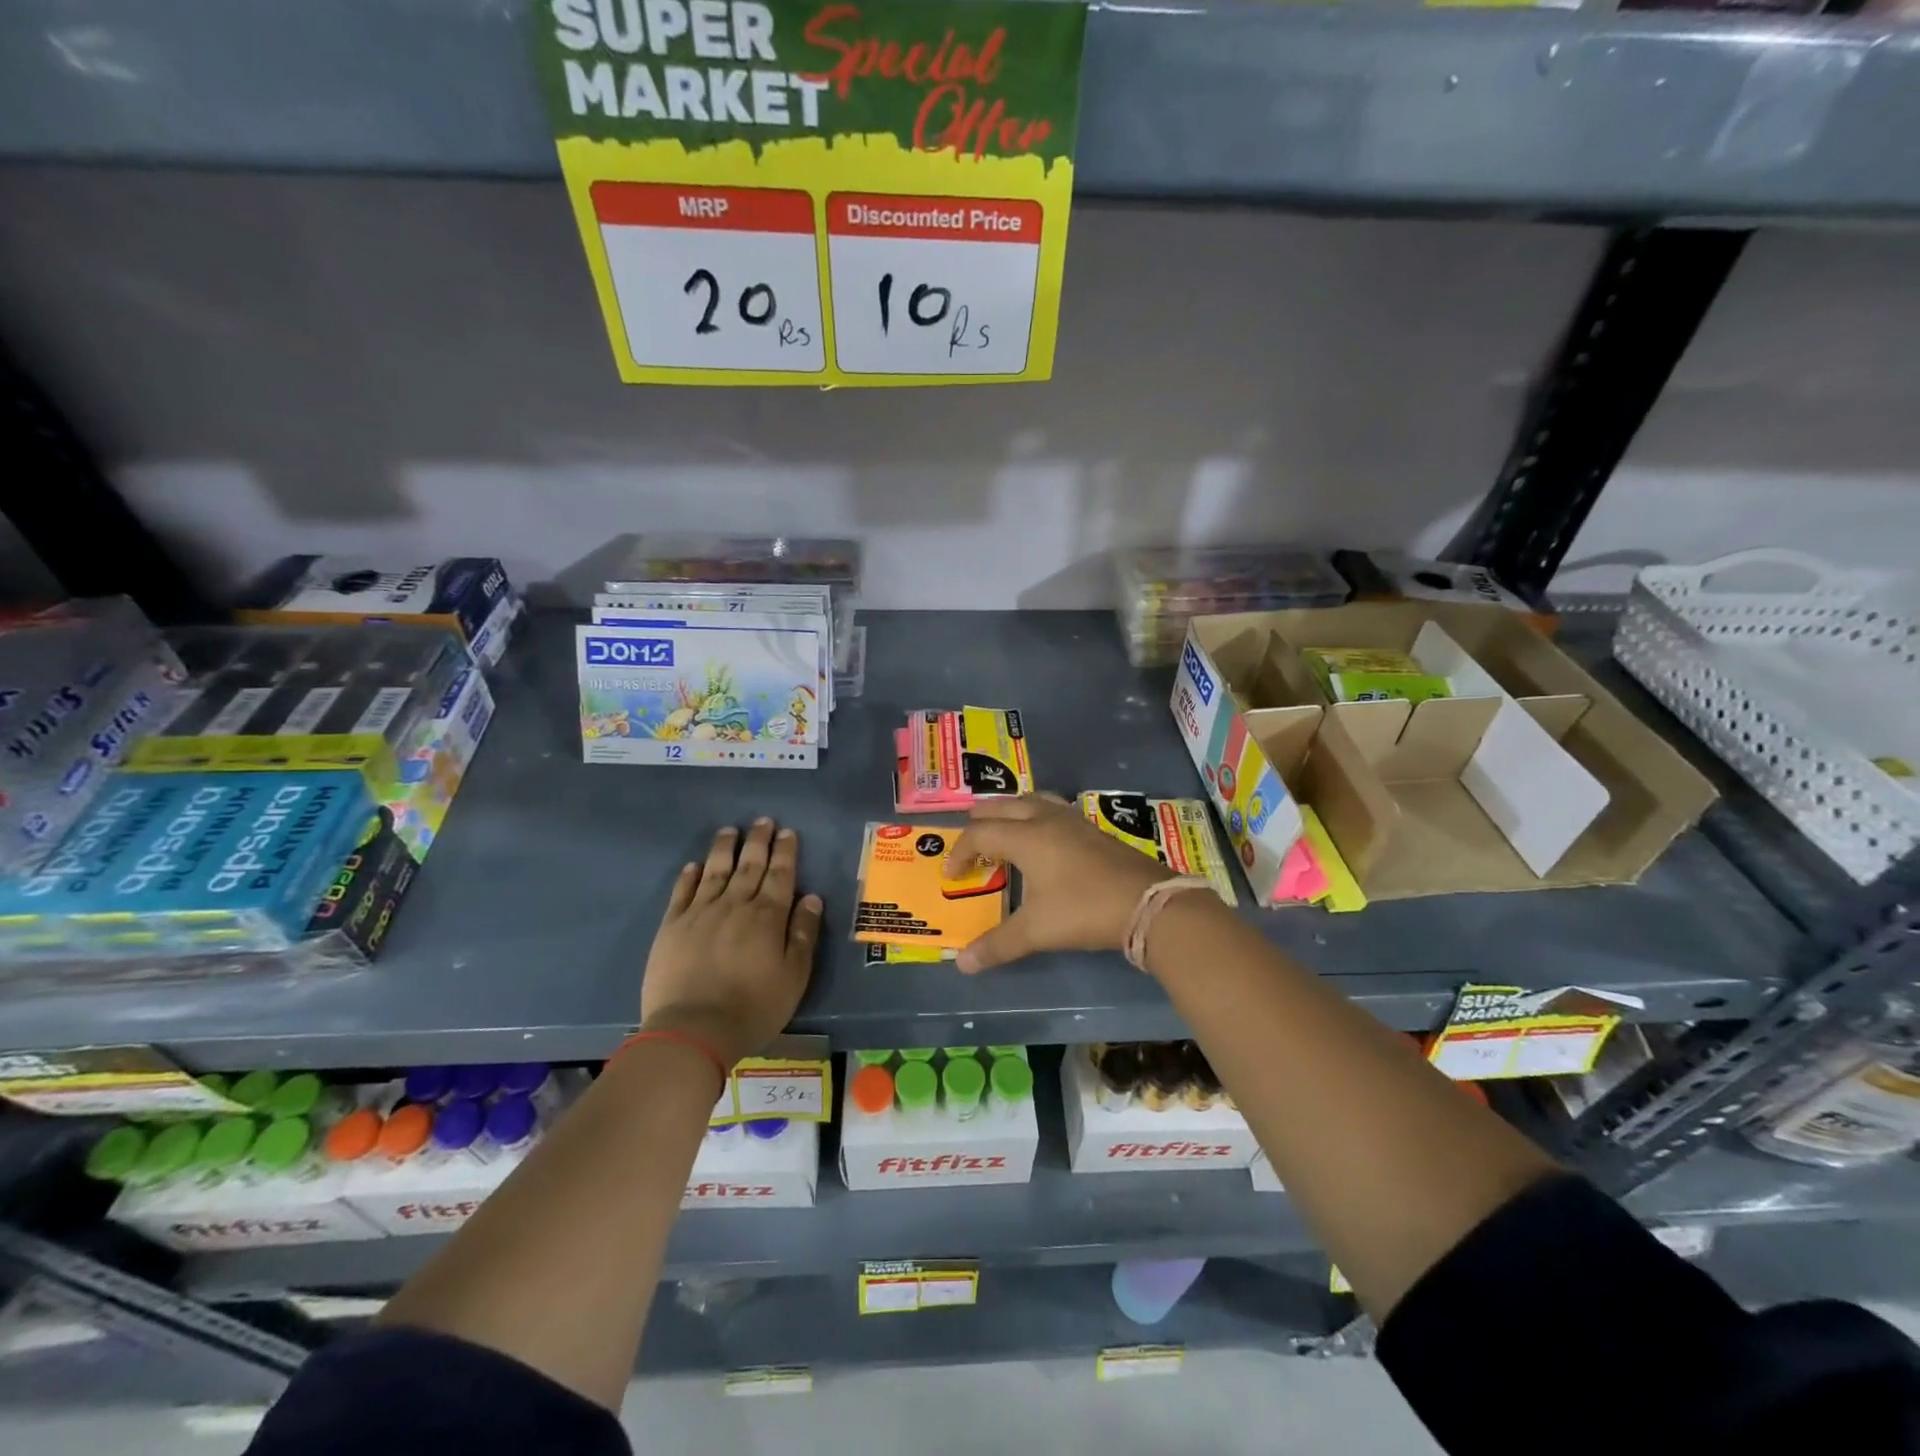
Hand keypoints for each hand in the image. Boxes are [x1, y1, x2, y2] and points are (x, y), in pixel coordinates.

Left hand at [641, 819, 823, 1065]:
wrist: (693, 1030)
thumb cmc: (753, 1007)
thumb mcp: (794, 976)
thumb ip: (803, 934)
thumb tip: (811, 898)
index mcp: (767, 916)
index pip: (780, 874)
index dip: (785, 852)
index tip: (787, 832)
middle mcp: (735, 904)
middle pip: (749, 865)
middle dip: (758, 841)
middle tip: (763, 821)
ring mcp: (700, 913)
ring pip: (715, 870)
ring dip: (725, 848)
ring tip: (730, 830)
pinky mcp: (672, 926)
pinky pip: (682, 892)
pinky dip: (690, 875)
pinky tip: (694, 865)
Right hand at [942, 795, 1170, 973]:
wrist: (1147, 903)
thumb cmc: (1084, 911)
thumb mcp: (1036, 931)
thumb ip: (997, 945)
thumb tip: (962, 964)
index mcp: (1026, 836)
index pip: (980, 834)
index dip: (960, 852)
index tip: (951, 876)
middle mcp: (1045, 819)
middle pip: (1002, 806)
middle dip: (980, 822)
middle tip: (970, 844)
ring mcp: (1072, 820)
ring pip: (1030, 800)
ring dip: (1009, 811)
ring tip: (1001, 830)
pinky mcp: (1091, 829)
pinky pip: (1052, 809)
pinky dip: (1034, 816)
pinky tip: (1042, 839)